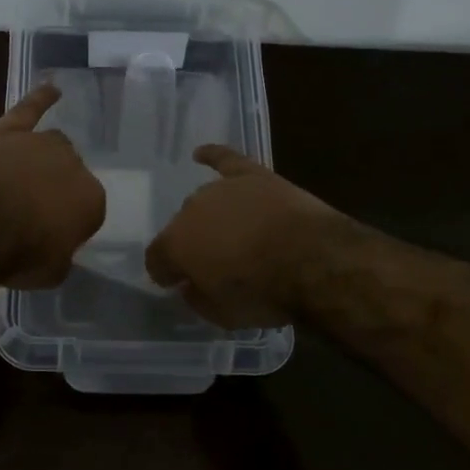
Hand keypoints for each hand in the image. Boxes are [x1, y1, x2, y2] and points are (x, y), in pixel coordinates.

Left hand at [0, 83, 105, 288]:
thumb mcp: (50, 273)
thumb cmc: (17, 254)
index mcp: (91, 200)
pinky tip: (51, 88)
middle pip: (70, 174)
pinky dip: (40, 98)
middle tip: (31, 211)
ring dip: (43, 160)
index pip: (87, 210)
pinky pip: (30, 108)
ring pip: (52, 146)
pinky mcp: (9, 130)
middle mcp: (73, 165)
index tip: (48, 237)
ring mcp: (40, 143)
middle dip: (55, 190)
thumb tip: (58, 251)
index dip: (67, 224)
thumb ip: (61, 257)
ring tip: (27, 175)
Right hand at [145, 145, 346, 327]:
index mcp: (175, 244)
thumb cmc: (263, 293)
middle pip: (183, 228)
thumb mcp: (222, 315)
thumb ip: (197, 298)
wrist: (313, 260)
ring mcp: (222, 189)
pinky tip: (201, 154)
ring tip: (229, 234)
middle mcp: (190, 210)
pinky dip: (212, 155)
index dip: (165, 273)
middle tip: (215, 264)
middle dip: (193, 245)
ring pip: (205, 202)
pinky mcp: (253, 176)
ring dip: (211, 218)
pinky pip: (225, 160)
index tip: (176, 284)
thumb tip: (190, 285)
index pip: (156, 259)